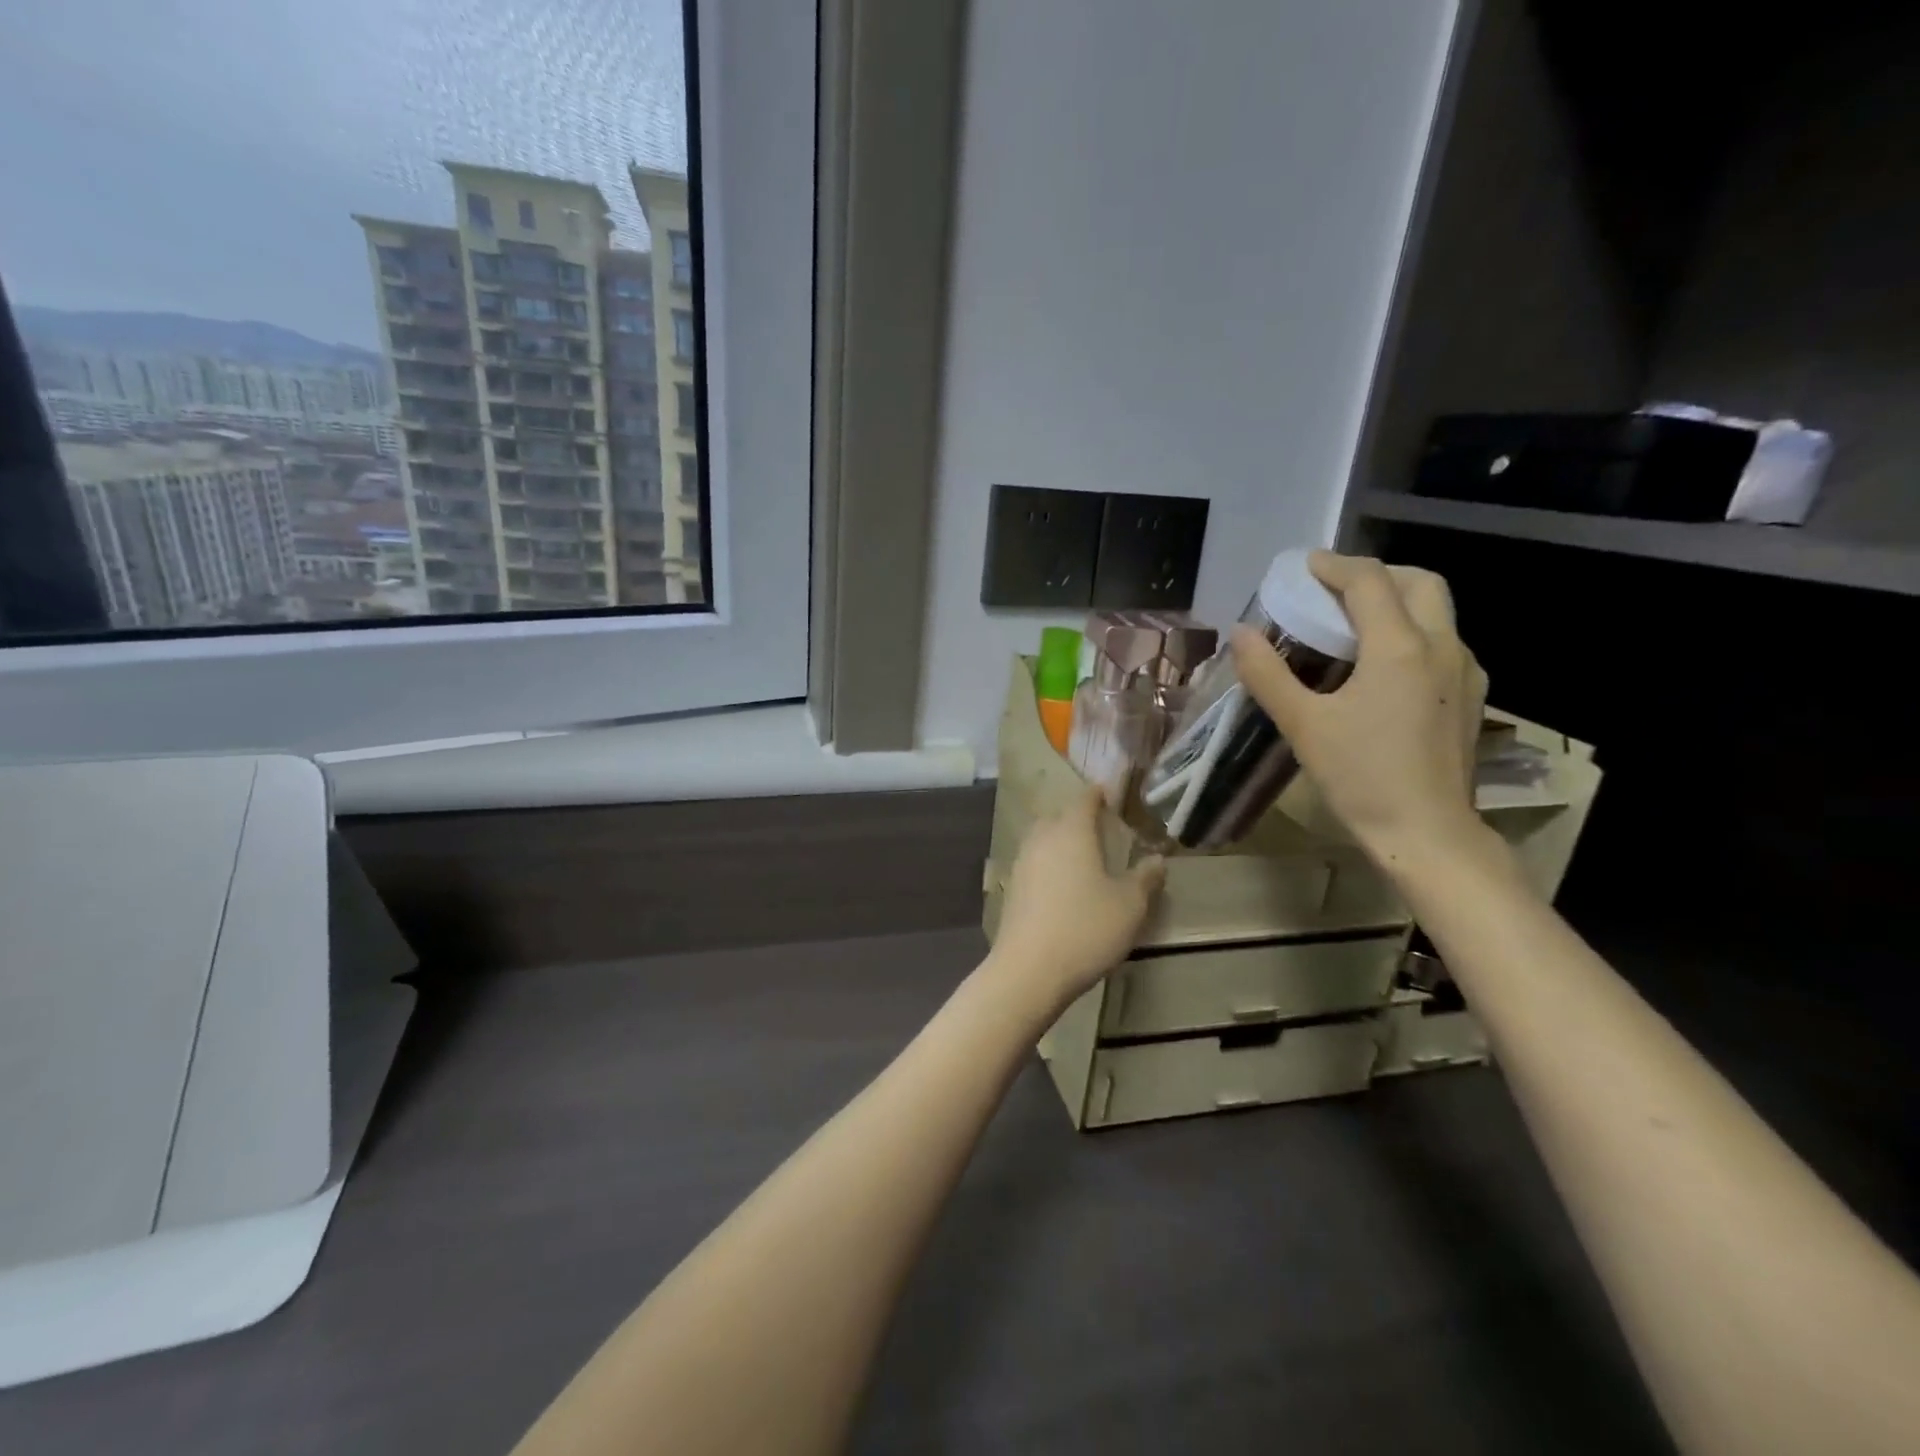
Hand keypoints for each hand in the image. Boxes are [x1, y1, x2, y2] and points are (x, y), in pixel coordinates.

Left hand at [989, 787, 1164, 1012]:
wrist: (1029, 970)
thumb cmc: (1086, 929)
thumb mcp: (1129, 906)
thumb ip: (1145, 878)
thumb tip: (1157, 859)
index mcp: (1072, 832)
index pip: (1084, 800)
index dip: (1098, 794)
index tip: (1110, 794)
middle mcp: (1042, 839)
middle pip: (1058, 816)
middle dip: (1077, 817)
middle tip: (1099, 827)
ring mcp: (1022, 863)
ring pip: (1042, 839)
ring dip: (1060, 840)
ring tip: (1082, 855)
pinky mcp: (1012, 888)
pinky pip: (1033, 862)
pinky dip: (1049, 863)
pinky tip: (1061, 883)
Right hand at [1231, 551, 1489, 869]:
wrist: (1428, 834)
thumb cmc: (1361, 777)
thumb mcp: (1303, 725)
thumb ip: (1268, 674)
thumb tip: (1241, 634)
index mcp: (1399, 647)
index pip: (1369, 580)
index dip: (1334, 565)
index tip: (1304, 567)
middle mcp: (1442, 646)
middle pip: (1419, 581)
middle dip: (1377, 574)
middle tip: (1335, 591)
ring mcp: (1466, 671)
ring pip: (1439, 611)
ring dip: (1398, 601)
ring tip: (1355, 625)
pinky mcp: (1472, 697)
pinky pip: (1444, 643)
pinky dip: (1413, 633)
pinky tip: (1384, 667)